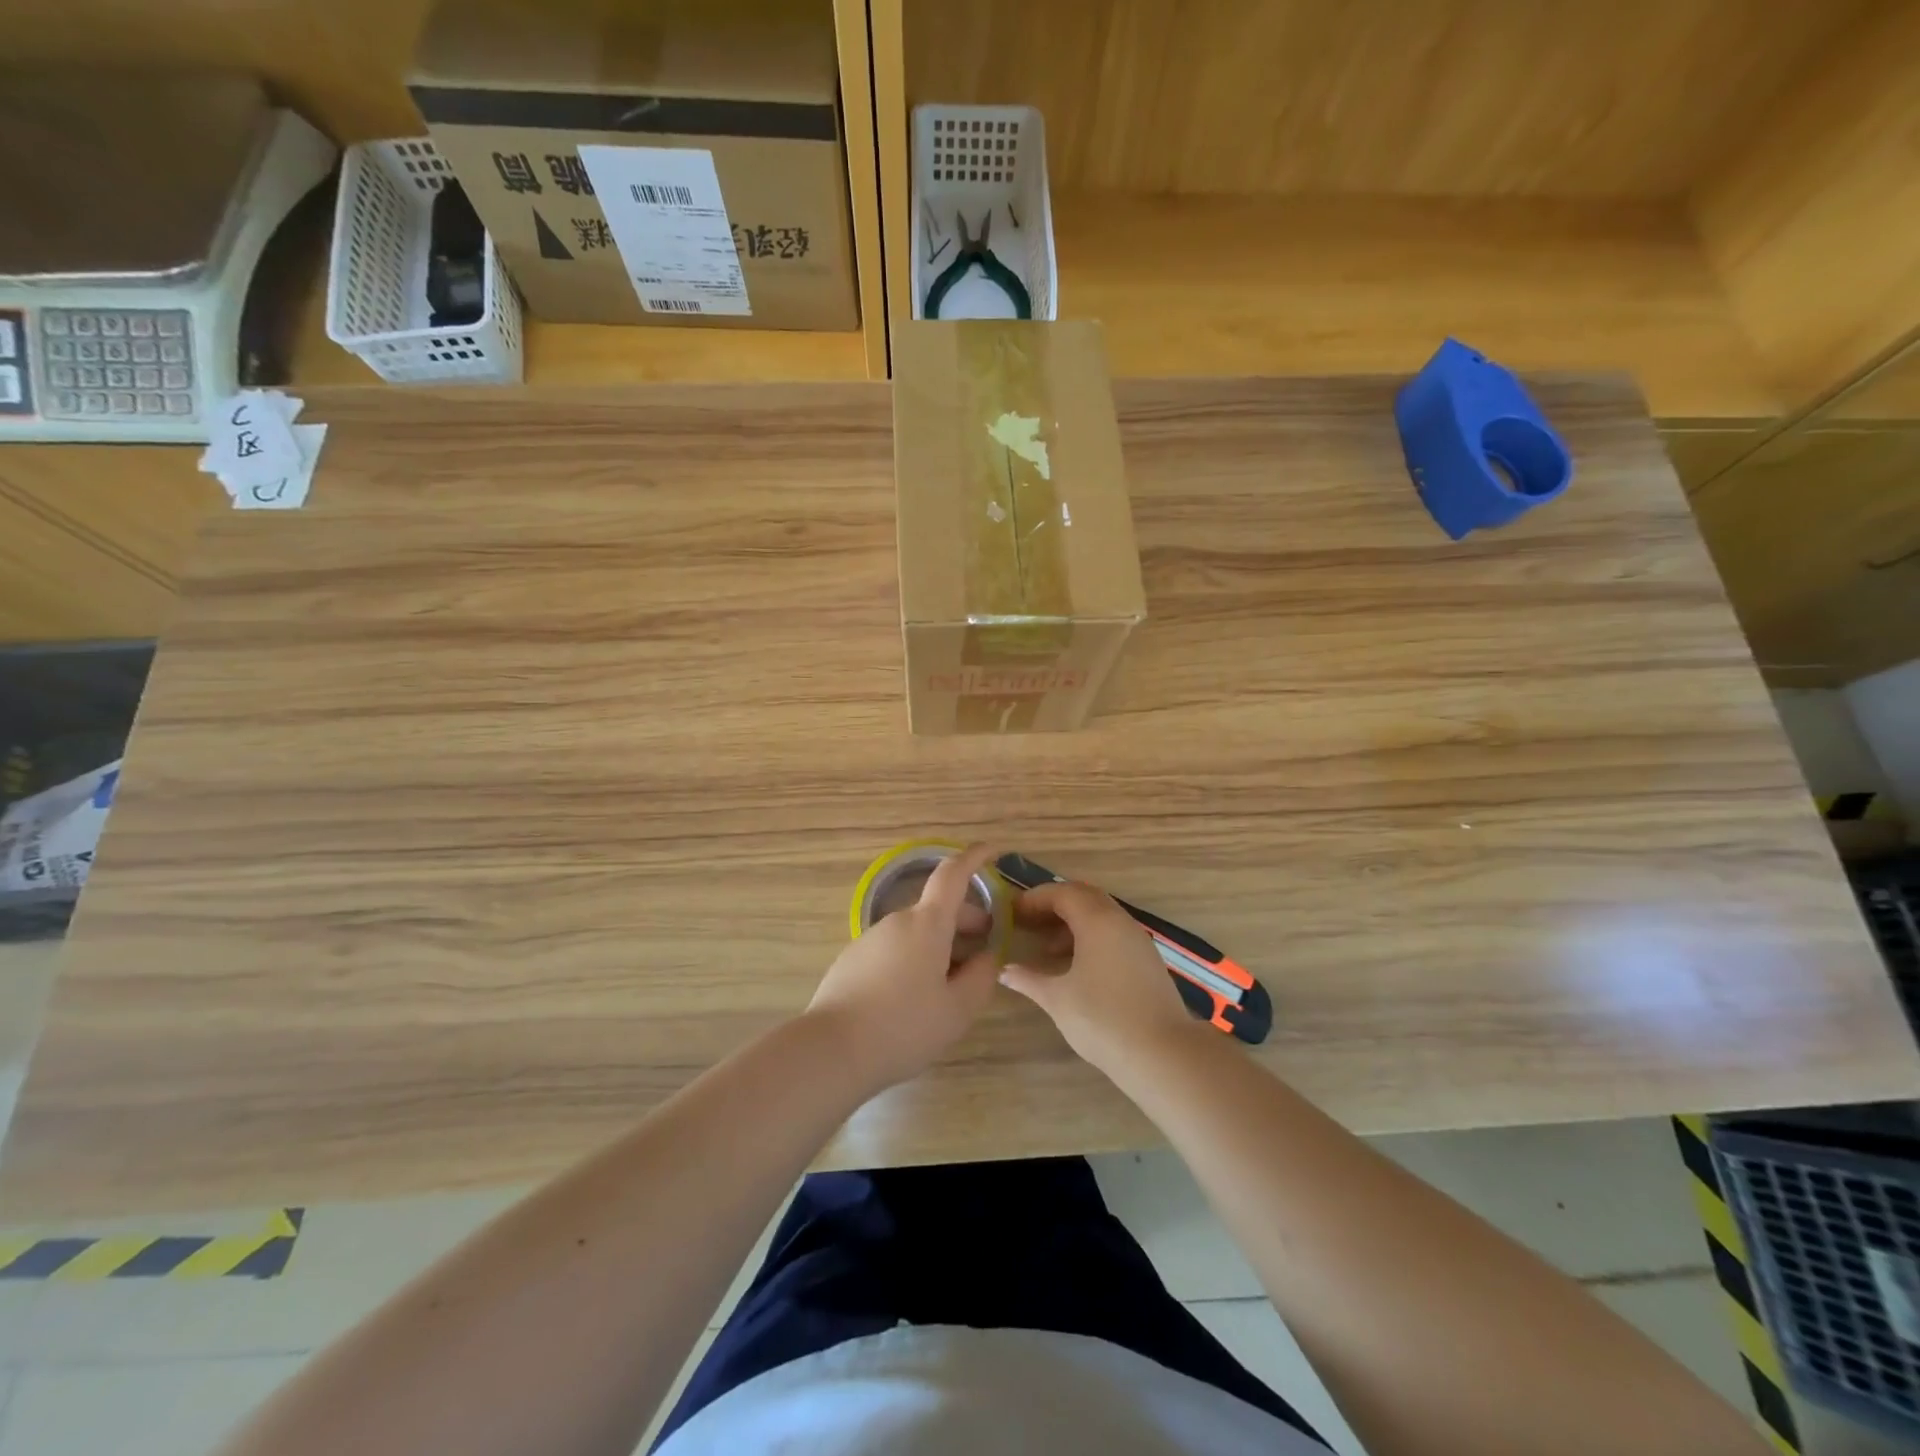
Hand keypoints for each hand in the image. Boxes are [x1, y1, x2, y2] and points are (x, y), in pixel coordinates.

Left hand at [806, 842, 1002, 1090]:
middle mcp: (896, 922)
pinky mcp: (852, 961)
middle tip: (984, 950)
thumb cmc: (904, 1026)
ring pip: (915, 933)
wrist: (831, 1050)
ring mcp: (870, 939)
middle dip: (965, 921)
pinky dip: (913, 960)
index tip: (992, 851)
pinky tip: (913, 999)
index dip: (974, 858)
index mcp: (927, 924)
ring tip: (950, 986)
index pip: (953, 875)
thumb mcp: (958, 1010)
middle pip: (937, 910)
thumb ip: (981, 977)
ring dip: (939, 946)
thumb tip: (986, 957)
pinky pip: (893, 950)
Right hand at [1000, 880, 1201, 1073]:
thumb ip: (1028, 979)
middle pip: (1084, 897)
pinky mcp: (1147, 960)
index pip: (1062, 893)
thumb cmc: (1103, 1019)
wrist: (1162, 1053)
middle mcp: (1119, 921)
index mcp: (1097, 921)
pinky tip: (1075, 966)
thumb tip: (1004, 970)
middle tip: (1028, 922)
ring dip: (1072, 922)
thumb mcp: (1057, 999)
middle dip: (1053, 905)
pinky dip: (1090, 937)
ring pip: (1101, 915)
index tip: (1012, 912)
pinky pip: (1113, 933)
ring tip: (1047, 948)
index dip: (1035, 898)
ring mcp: (1137, 940)